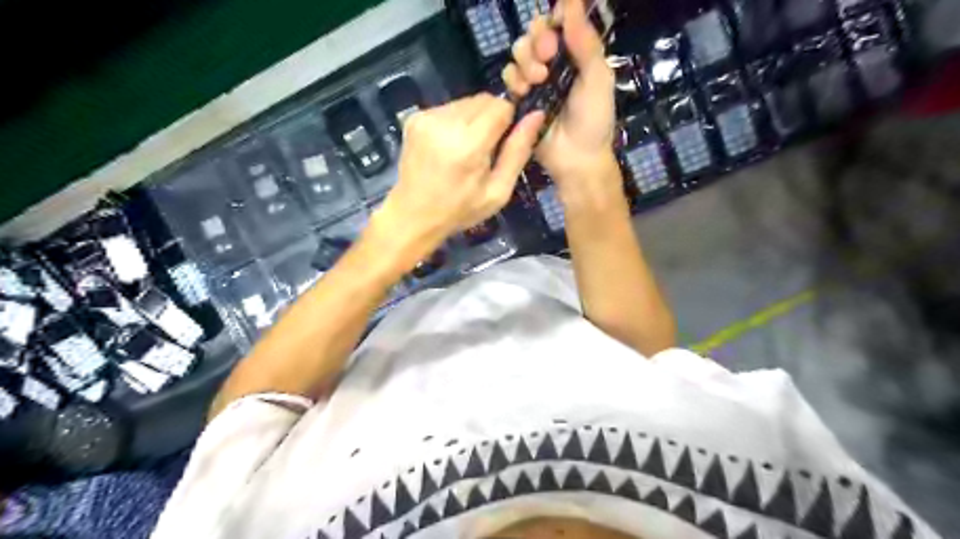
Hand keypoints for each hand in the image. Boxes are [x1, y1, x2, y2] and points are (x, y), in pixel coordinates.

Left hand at [370, 95, 541, 271]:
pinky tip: (450, 146)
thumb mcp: (498, 191)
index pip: (501, 106)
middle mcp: (445, 122)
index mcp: (468, 143)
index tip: (504, 142)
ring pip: (466, 102)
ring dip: (474, 120)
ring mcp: (426, 117)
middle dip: (492, 119)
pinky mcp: (415, 117)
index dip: (509, 120)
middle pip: (484, 99)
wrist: (413, 215)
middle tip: (485, 149)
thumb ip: (518, 151)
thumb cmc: (459, 209)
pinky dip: (456, 122)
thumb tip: (536, 115)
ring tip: (466, 150)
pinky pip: (448, 108)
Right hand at [504, 0, 614, 183]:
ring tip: (538, 80)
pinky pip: (508, 78)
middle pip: (534, 34)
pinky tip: (524, 91)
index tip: (556, 31)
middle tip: (548, 57)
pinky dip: (513, 79)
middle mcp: (553, 64)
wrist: (577, 159)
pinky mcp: (519, 100)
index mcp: (575, 55)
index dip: (553, 21)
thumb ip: (585, 42)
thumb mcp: (598, 78)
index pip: (558, 24)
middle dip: (538, 40)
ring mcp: (534, 82)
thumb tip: (571, 1)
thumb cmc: (594, 120)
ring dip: (526, 61)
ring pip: (518, 53)